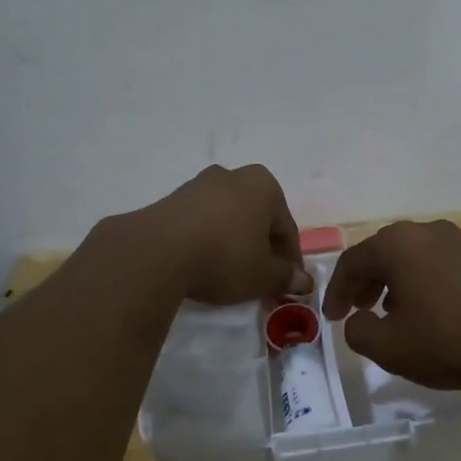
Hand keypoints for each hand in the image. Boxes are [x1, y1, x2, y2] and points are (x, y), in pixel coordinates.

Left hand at [132, 164, 309, 304]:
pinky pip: (201, 222)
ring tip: (231, 275)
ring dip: (234, 243)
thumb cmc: (225, 256)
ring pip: (228, 218)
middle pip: (257, 218)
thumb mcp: (263, 275)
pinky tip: (204, 264)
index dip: (290, 260)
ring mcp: (198, 185)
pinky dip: (208, 241)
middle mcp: (233, 176)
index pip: (286, 227)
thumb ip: (284, 276)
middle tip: (261, 280)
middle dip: (261, 248)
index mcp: (264, 185)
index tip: (288, 285)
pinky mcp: (171, 200)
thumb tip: (301, 280)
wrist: (158, 251)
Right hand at [321, 220, 460, 388]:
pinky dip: (419, 283)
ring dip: (392, 283)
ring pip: (409, 258)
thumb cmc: (451, 338)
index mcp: (396, 244)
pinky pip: (435, 264)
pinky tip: (427, 311)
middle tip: (355, 311)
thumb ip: (359, 333)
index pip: (352, 262)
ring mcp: (456, 240)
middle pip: (380, 254)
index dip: (336, 291)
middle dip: (363, 283)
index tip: (331, 318)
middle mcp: (423, 232)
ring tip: (389, 313)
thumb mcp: (391, 348)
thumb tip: (359, 320)